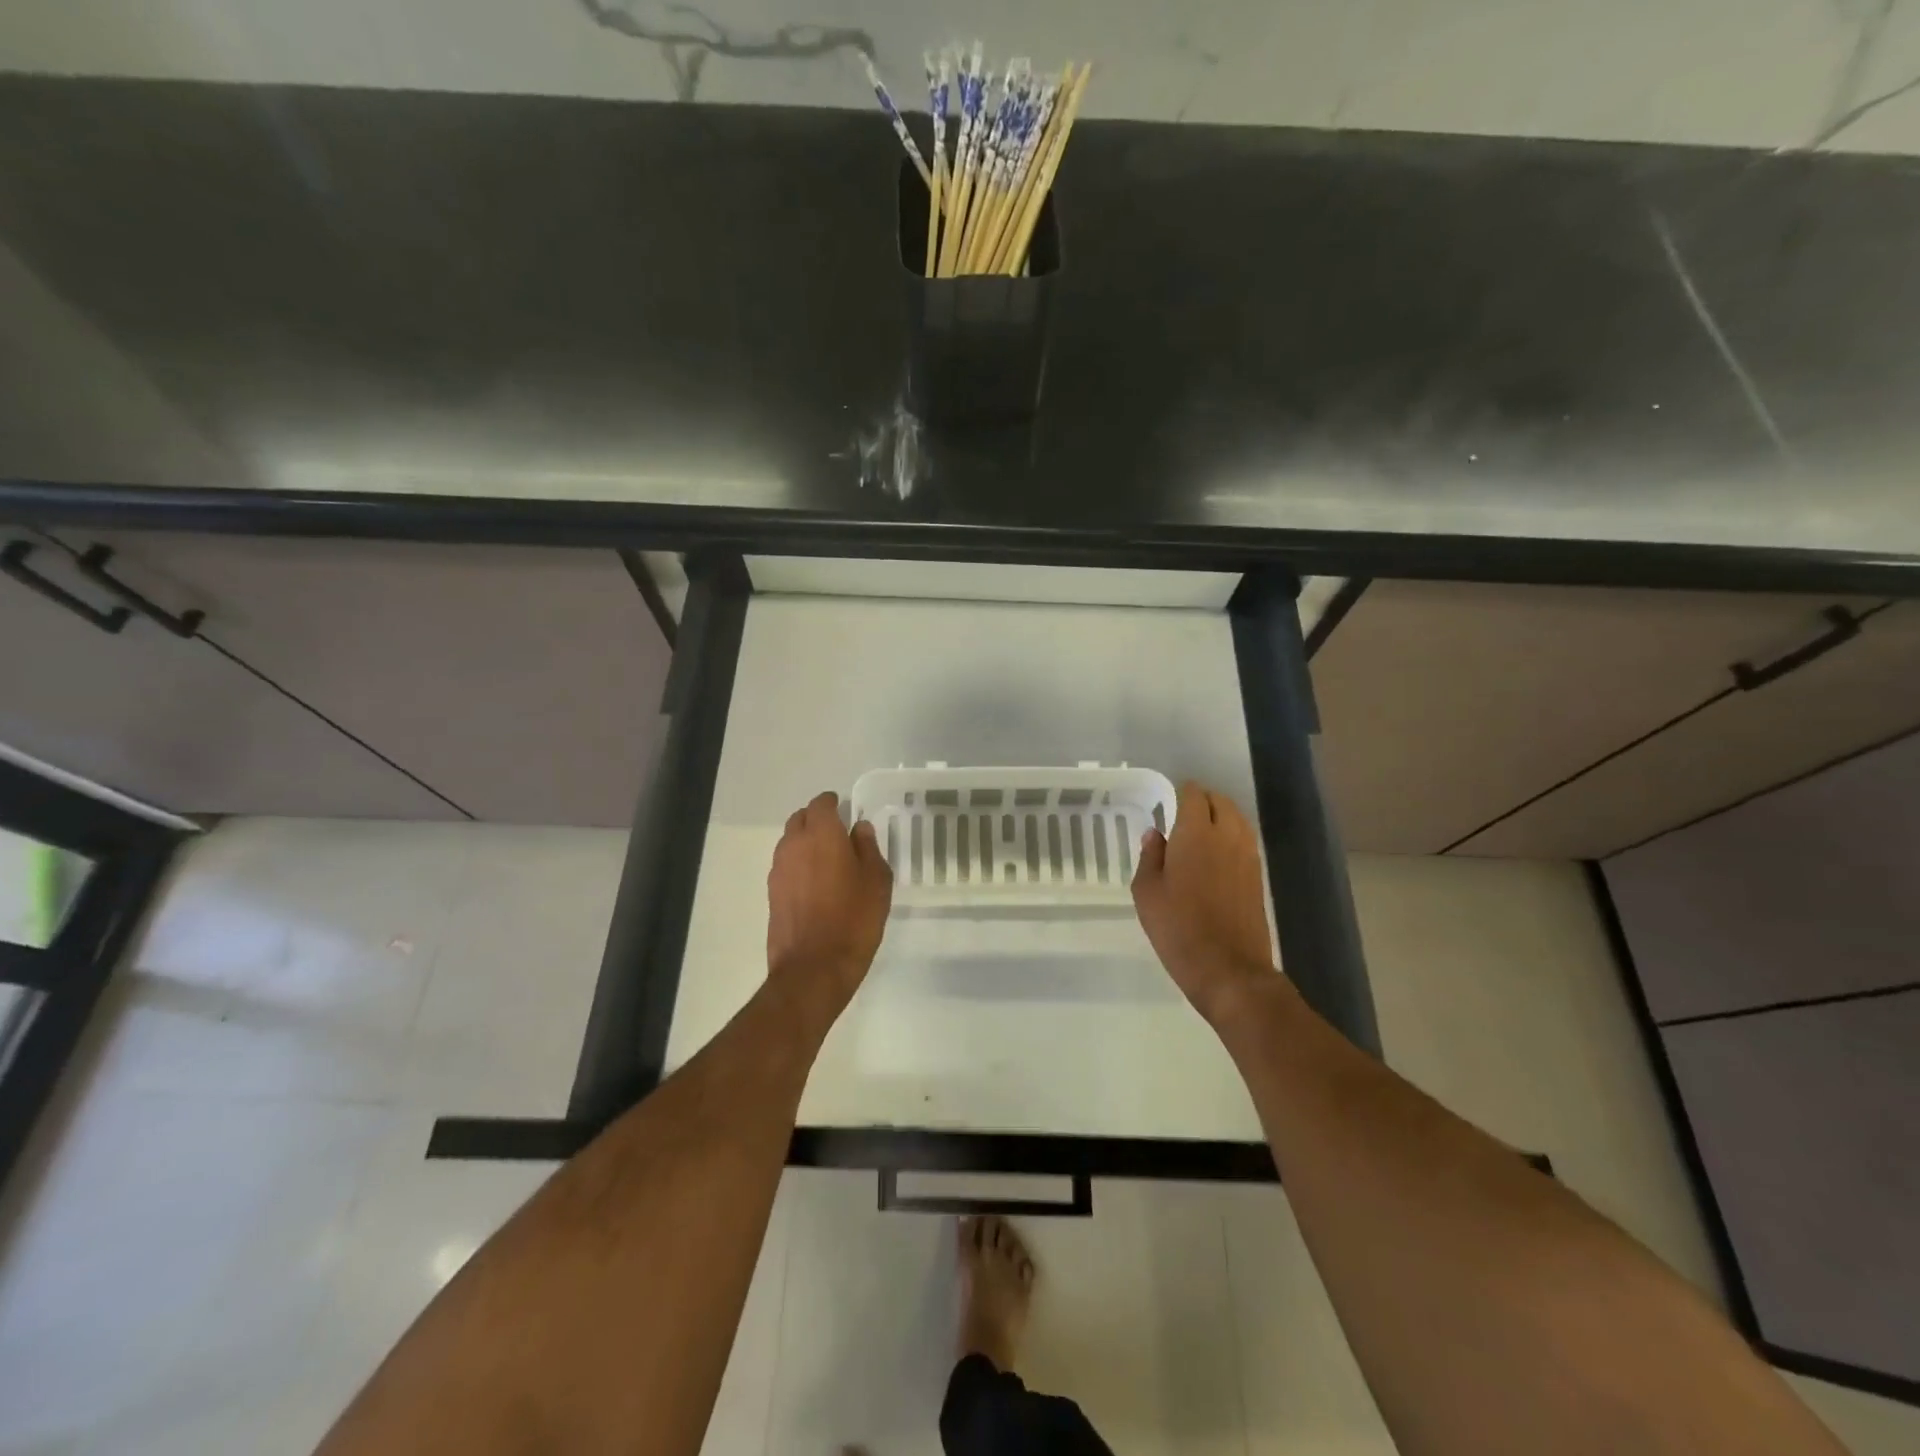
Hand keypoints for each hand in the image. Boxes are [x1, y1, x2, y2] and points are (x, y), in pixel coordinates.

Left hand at [767, 791, 893, 1010]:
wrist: (813, 969)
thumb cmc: (853, 920)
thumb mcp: (877, 881)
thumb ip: (868, 848)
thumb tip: (859, 829)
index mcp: (821, 835)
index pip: (821, 804)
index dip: (834, 804)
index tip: (847, 811)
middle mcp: (793, 845)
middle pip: (800, 819)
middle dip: (817, 820)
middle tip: (839, 835)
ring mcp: (778, 870)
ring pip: (790, 842)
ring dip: (806, 843)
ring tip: (829, 862)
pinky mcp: (772, 894)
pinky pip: (786, 866)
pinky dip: (799, 866)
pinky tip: (817, 886)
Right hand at [1132, 781, 1277, 1023]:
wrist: (1229, 969)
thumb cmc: (1178, 928)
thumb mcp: (1147, 893)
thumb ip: (1150, 857)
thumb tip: (1156, 834)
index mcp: (1195, 834)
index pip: (1194, 795)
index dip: (1181, 793)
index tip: (1168, 801)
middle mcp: (1227, 836)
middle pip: (1220, 802)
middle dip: (1203, 801)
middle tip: (1182, 815)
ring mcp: (1247, 856)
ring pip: (1237, 819)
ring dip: (1220, 817)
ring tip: (1200, 833)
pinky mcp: (1258, 876)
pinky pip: (1245, 841)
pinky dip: (1231, 837)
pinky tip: (1216, 856)